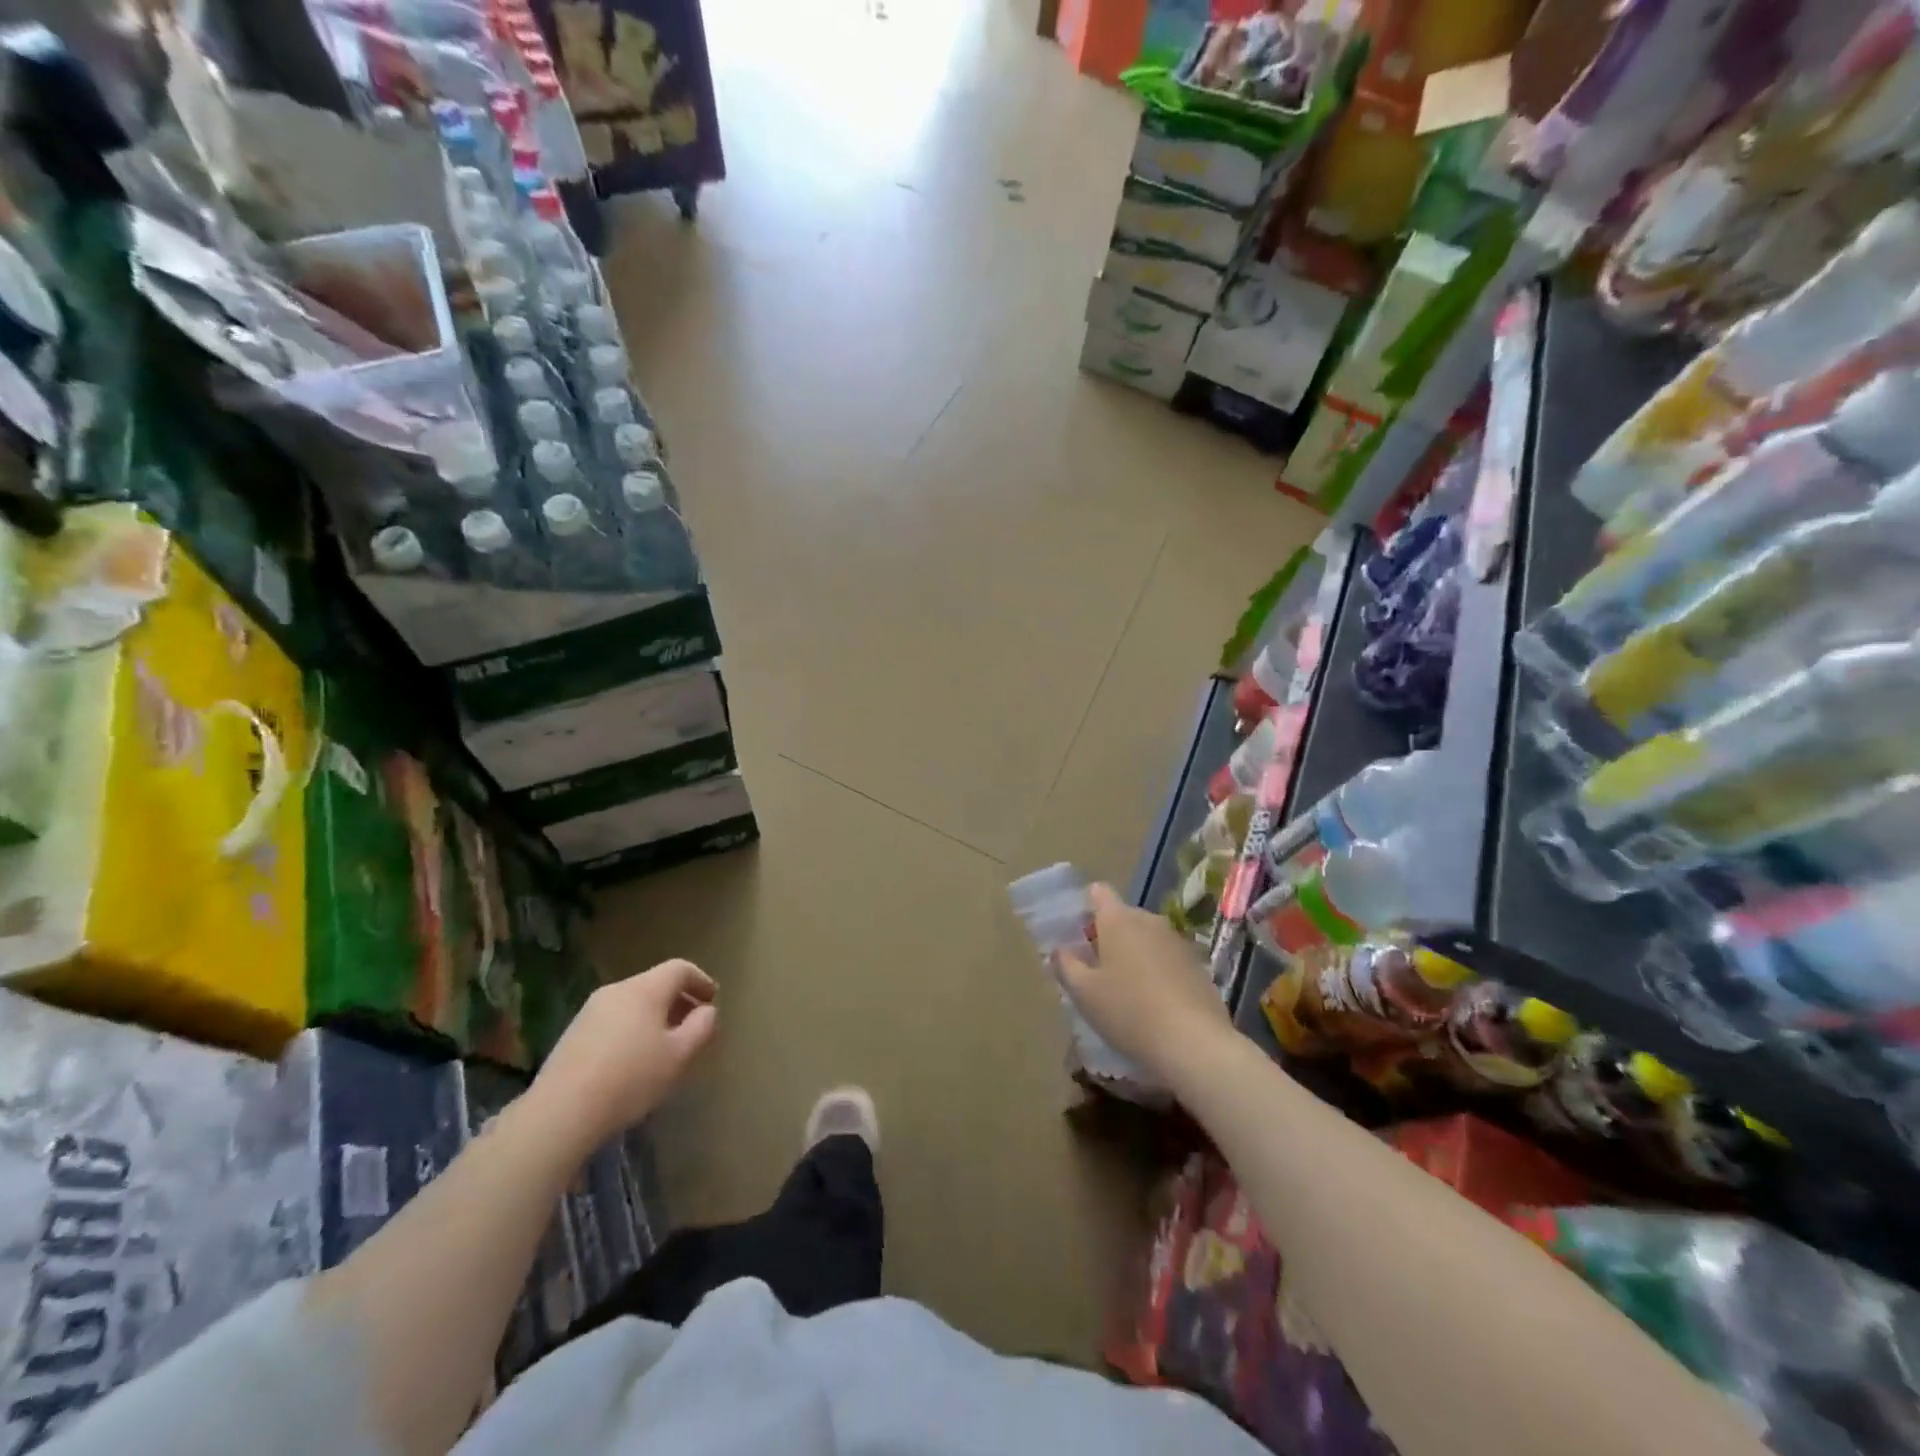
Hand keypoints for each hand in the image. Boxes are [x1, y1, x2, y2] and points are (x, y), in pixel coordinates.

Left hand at [526, 959, 718, 1150]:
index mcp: (645, 989)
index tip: (712, 999)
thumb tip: (706, 1010)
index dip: (700, 980)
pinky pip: (614, 1019)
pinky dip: (632, 1028)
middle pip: (655, 984)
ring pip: (633, 1002)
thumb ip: (701, 1027)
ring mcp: (590, 1011)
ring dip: (655, 1016)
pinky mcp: (572, 1034)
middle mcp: (616, 991)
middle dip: (678, 1000)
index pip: (679, 969)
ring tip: (665, 1045)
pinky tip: (633, 1059)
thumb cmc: (631, 1078)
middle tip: (693, 1024)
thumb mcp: (679, 1055)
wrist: (560, 1112)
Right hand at [1055, 884, 1234, 1085]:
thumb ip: (1065, 965)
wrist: (1194, 1043)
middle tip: (1095, 973)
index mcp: (1118, 919)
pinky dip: (1156, 971)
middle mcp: (1149, 920)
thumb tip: (1060, 949)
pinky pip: (1167, 958)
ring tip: (1124, 992)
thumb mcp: (1083, 993)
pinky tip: (1154, 1005)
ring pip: (1145, 938)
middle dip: (1107, 937)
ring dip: (1132, 955)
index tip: (1077, 938)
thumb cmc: (1128, 1011)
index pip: (1098, 892)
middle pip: (1121, 917)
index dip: (1085, 909)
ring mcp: (1177, 941)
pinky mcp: (1197, 964)